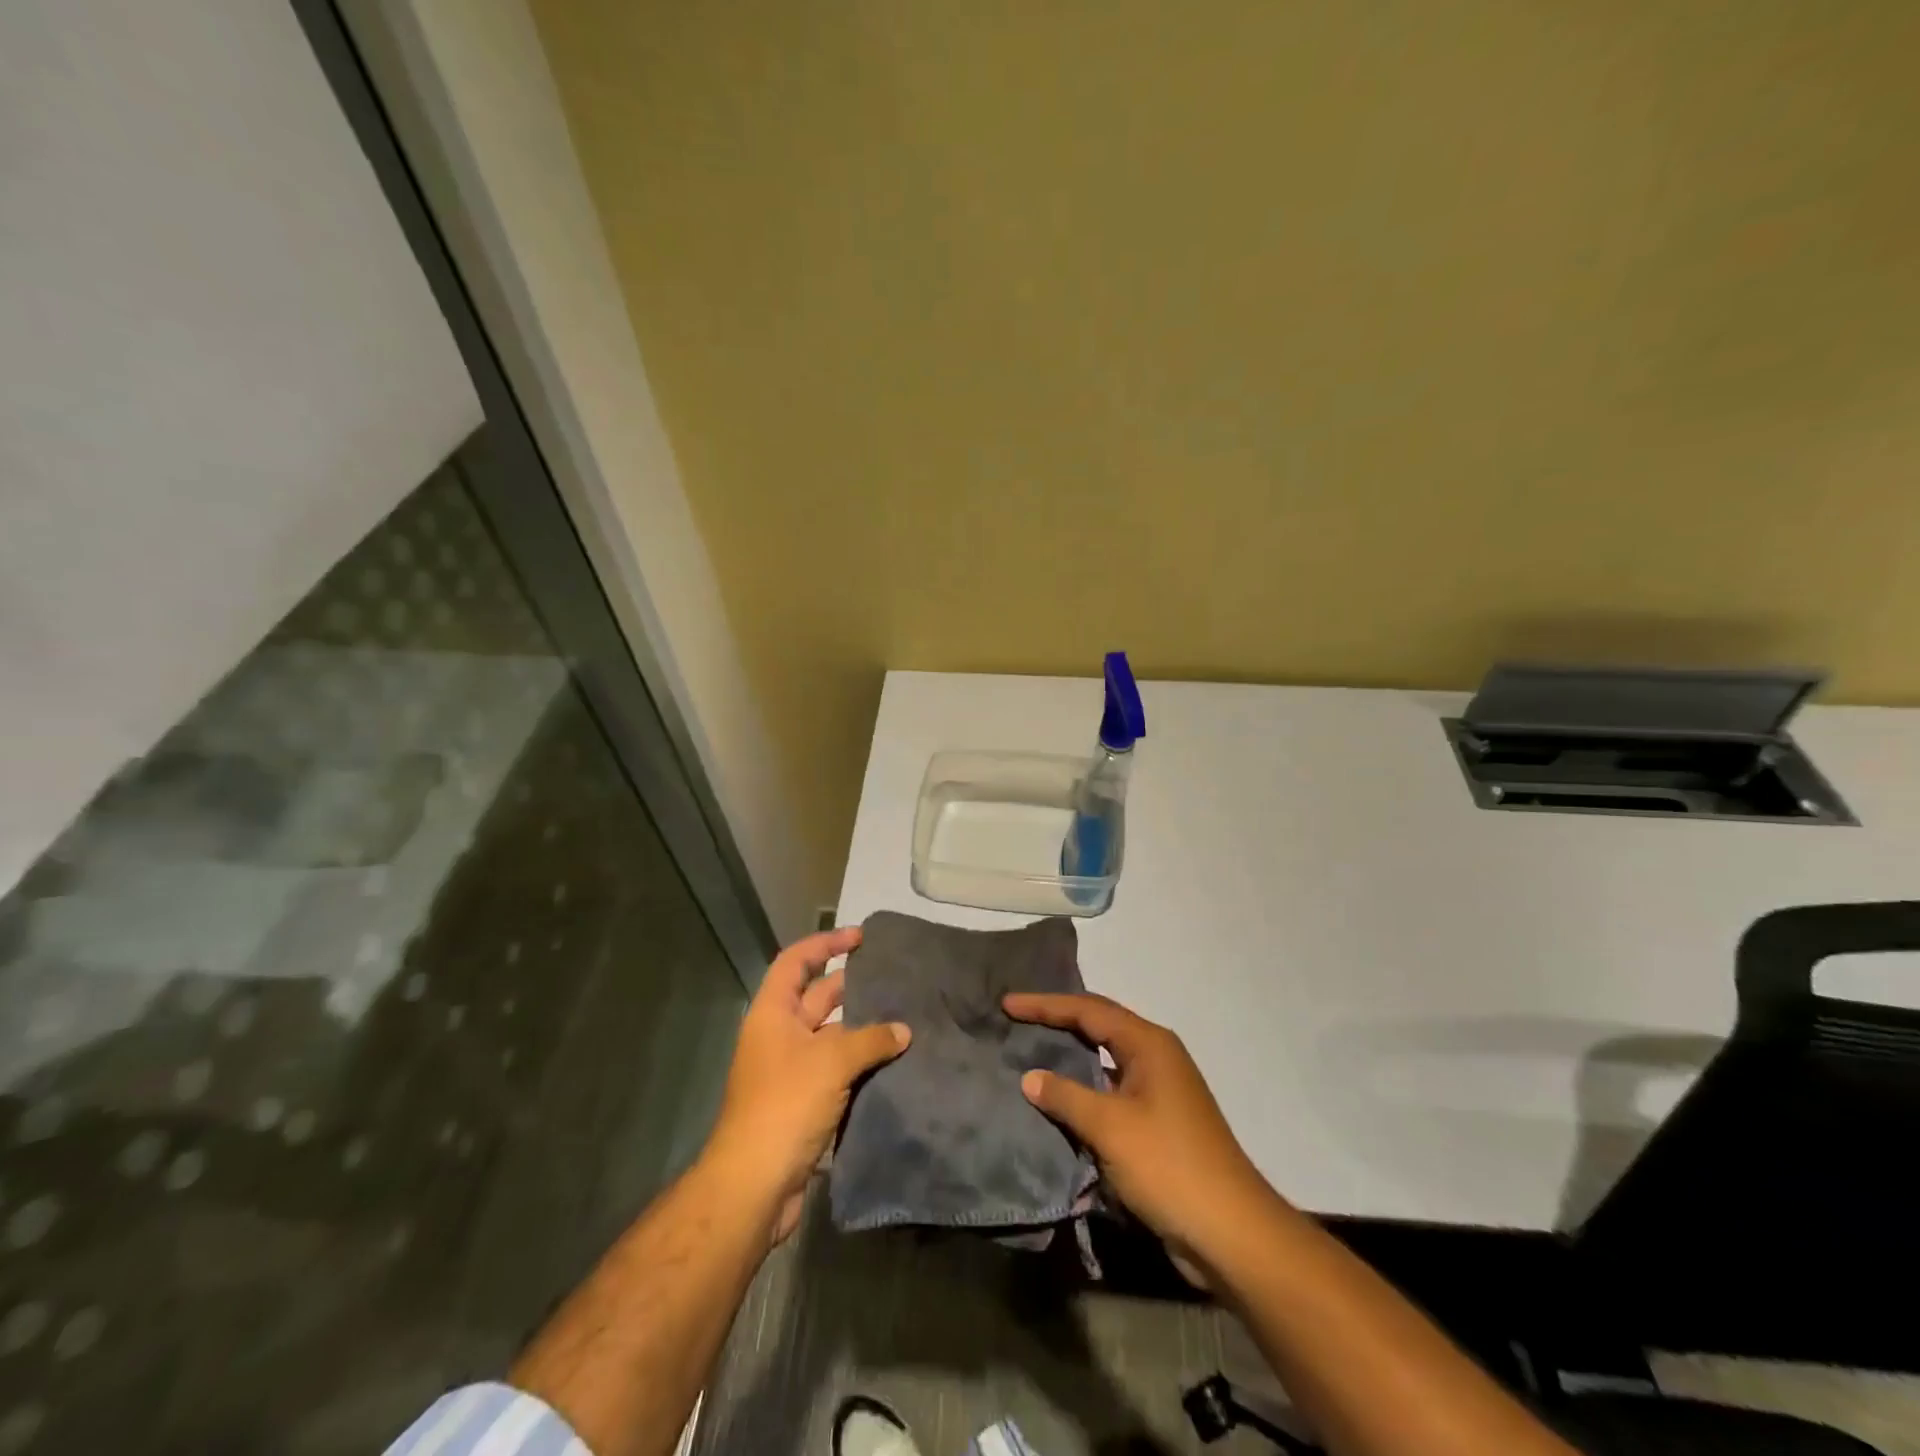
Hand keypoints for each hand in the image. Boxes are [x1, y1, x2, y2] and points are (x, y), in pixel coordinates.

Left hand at [705, 928, 909, 1242]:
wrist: (755, 1185)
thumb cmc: (786, 1105)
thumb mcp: (831, 1061)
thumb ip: (871, 1039)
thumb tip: (904, 1031)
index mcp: (773, 1013)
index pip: (796, 961)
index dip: (826, 943)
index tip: (861, 937)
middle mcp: (779, 1035)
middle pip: (817, 997)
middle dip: (852, 985)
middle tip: (893, 977)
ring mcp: (791, 1070)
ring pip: (831, 1036)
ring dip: (862, 1028)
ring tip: (904, 1016)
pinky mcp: (804, 1102)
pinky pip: (837, 1069)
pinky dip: (861, 1062)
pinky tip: (894, 1060)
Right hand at [1003, 991, 1272, 1279]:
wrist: (1231, 1233)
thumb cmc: (1169, 1166)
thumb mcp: (1110, 1127)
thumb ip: (1066, 1096)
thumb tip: (1029, 1076)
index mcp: (1148, 1044)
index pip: (1088, 1010)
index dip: (1045, 1005)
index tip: (1008, 1005)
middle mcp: (1156, 1057)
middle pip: (1098, 1026)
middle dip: (1057, 1021)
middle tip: (1017, 1020)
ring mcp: (1160, 1090)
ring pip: (1105, 1060)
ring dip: (1070, 1056)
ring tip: (1031, 1052)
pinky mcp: (1159, 1122)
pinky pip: (1111, 1091)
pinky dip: (1084, 1089)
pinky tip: (1060, 1100)